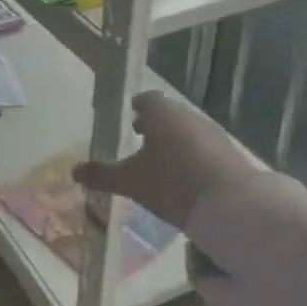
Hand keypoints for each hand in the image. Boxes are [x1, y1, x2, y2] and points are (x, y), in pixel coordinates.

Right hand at [72, 91, 259, 227]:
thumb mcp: (132, 182)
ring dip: (175, 141)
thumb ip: (102, 175)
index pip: (147, 99)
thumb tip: (73, 171)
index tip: (130, 119)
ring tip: (162, 162)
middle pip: (168, 114)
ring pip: (188, 130)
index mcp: (162, 113)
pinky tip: (188, 177)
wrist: (232, 206)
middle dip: (155, 125)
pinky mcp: (231, 153)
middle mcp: (188, 115)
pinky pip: (205, 147)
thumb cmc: (173, 183)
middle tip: (140, 140)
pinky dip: (193, 155)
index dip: (136, 107)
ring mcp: (213, 133)